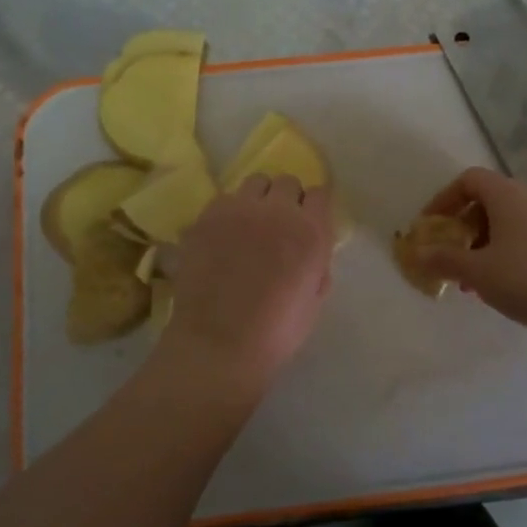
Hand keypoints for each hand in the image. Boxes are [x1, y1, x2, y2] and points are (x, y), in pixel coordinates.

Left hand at [166, 175, 334, 388]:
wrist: (218, 344)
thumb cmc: (275, 332)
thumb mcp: (313, 300)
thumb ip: (316, 265)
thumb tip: (310, 252)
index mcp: (311, 233)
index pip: (320, 193)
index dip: (313, 208)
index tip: (307, 222)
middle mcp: (278, 212)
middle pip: (287, 182)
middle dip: (286, 198)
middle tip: (278, 224)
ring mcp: (239, 211)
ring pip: (254, 182)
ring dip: (257, 199)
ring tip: (249, 223)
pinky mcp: (207, 217)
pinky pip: (224, 199)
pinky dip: (228, 211)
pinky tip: (222, 236)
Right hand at [416, 167, 526, 335]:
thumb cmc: (526, 279)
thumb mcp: (477, 272)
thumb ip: (444, 259)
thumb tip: (418, 253)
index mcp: (508, 195)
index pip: (469, 180)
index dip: (444, 199)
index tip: (432, 226)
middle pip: (488, 200)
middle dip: (464, 227)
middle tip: (451, 255)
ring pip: (508, 221)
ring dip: (484, 243)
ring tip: (473, 278)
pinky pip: (526, 235)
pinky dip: (507, 250)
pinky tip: (503, 284)